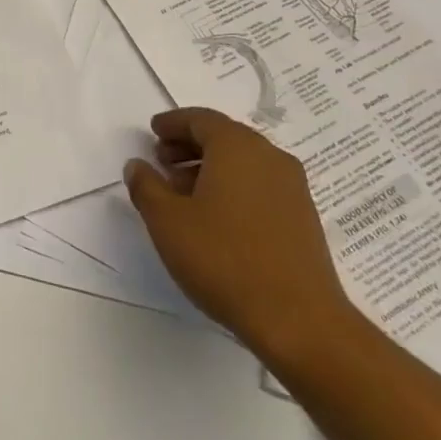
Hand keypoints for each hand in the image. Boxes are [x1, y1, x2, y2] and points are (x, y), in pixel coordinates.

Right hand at [125, 107, 358, 372]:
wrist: (298, 320)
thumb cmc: (224, 259)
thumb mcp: (167, 221)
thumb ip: (146, 186)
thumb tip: (138, 165)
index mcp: (236, 146)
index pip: (200, 119)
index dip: (173, 123)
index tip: (153, 131)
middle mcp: (268, 156)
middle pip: (224, 136)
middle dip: (189, 144)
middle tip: (162, 161)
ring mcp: (292, 187)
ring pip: (243, 162)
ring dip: (210, 167)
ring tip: (182, 193)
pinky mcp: (302, 216)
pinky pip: (260, 184)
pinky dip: (233, 186)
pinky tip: (215, 216)